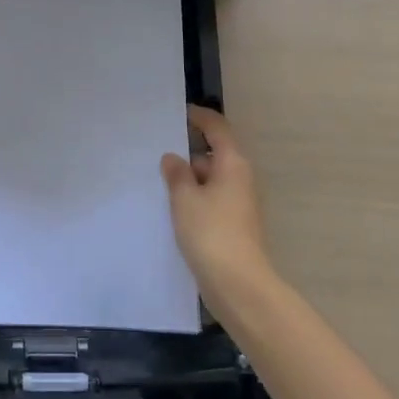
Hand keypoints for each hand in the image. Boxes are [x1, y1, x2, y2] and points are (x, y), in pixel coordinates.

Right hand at [161, 105, 271, 299]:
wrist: (238, 286)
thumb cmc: (211, 233)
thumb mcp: (185, 198)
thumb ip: (176, 174)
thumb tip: (173, 158)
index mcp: (232, 164)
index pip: (217, 128)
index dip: (199, 117)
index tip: (180, 113)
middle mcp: (240, 179)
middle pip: (214, 155)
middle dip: (188, 153)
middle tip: (158, 152)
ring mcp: (239, 204)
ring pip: (211, 180)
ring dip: (189, 179)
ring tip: (158, 182)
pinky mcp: (234, 225)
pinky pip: (211, 200)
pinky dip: (195, 199)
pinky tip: (173, 209)